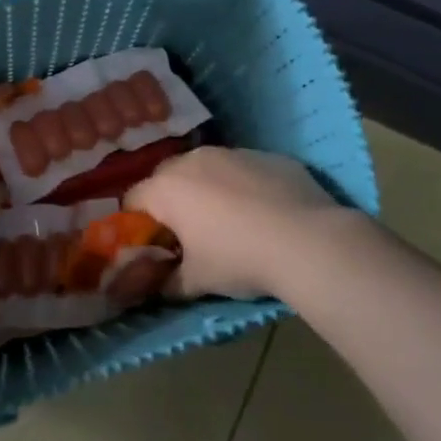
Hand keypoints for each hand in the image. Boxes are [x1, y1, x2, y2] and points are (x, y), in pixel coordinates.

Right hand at [126, 147, 352, 299]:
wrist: (308, 241)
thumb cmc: (239, 259)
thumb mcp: (196, 281)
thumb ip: (167, 283)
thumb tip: (157, 287)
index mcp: (166, 188)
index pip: (132, 200)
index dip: (138, 225)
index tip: (156, 246)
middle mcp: (193, 160)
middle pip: (166, 178)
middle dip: (170, 203)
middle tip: (189, 234)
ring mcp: (232, 153)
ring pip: (206, 168)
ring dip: (206, 190)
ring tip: (230, 222)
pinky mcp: (267, 155)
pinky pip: (242, 169)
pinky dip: (242, 186)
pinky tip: (263, 213)